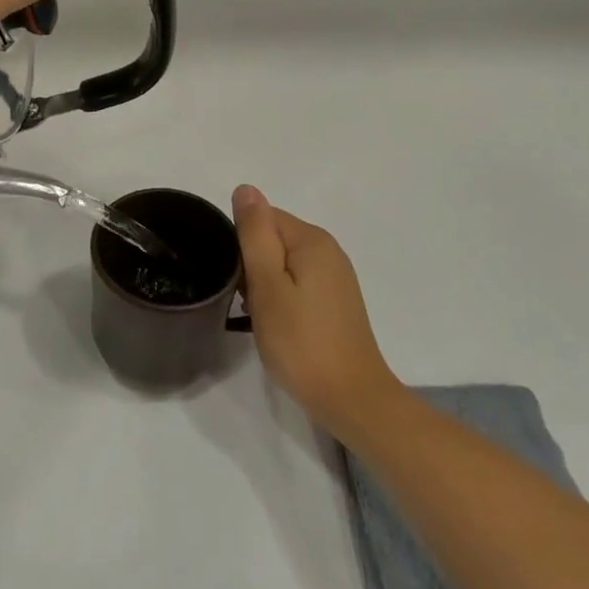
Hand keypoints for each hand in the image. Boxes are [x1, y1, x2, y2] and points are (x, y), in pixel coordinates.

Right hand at [232, 186, 397, 440]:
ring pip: (282, 263)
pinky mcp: (335, 301)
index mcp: (312, 240)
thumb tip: (245, 189)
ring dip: (264, 284)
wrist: (352, 399)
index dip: (241, 244)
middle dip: (251, 265)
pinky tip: (277, 324)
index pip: (263, 217)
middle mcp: (328, 250)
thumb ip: (255, 234)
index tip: (236, 279)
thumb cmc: (301, 342)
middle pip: (273, 238)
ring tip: (259, 316)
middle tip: (246, 302)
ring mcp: (335, 277)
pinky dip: (281, 297)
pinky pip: (296, 283)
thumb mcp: (268, 285)